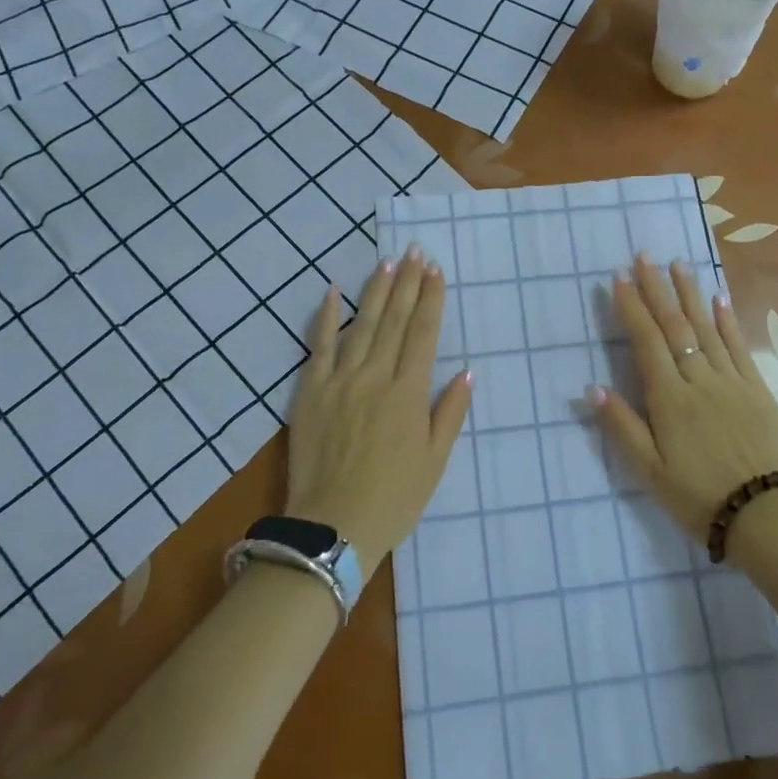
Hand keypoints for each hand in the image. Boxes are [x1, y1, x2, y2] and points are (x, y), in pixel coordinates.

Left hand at [285, 249, 472, 582]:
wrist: (333, 526)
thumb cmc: (395, 497)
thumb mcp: (436, 460)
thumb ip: (451, 412)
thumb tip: (467, 370)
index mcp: (409, 393)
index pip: (424, 333)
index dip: (431, 299)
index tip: (436, 270)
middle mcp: (376, 376)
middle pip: (395, 320)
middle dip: (408, 283)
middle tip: (415, 252)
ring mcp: (340, 380)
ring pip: (362, 324)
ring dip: (376, 291)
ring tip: (388, 263)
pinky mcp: (310, 391)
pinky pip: (318, 345)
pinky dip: (326, 317)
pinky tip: (332, 291)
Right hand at [590, 256, 777, 542]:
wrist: (765, 513)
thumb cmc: (698, 496)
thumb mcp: (650, 471)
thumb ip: (622, 427)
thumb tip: (593, 388)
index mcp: (669, 399)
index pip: (647, 341)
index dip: (632, 307)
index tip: (619, 277)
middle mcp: (699, 379)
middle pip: (676, 326)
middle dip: (658, 289)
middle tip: (645, 256)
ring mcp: (732, 381)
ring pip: (707, 328)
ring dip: (691, 294)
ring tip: (679, 265)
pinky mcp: (757, 389)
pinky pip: (739, 347)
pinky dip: (728, 321)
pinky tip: (719, 300)